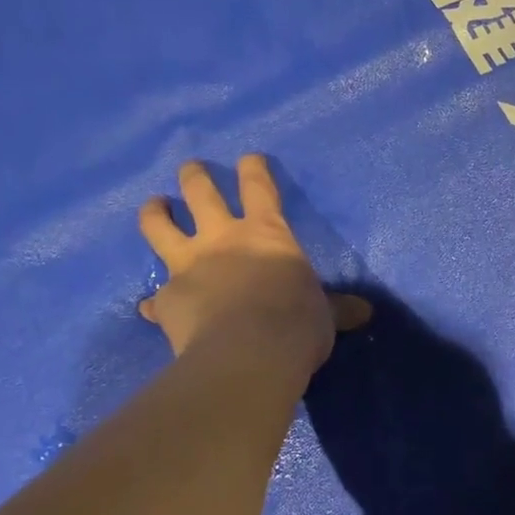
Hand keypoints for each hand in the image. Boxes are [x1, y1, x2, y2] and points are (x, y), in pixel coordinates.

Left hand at [137, 156, 369, 373]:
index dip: (254, 169)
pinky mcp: (167, 300)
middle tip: (190, 168)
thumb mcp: (325, 314)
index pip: (259, 188)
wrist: (249, 356)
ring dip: (155, 213)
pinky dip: (154, 302)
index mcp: (266, 233)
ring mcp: (188, 266)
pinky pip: (155, 299)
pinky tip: (149, 307)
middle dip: (194, 176)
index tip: (249, 158)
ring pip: (159, 228)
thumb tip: (365, 312)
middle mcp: (222, 239)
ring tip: (154, 206)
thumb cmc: (296, 324)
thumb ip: (336, 309)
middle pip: (200, 193)